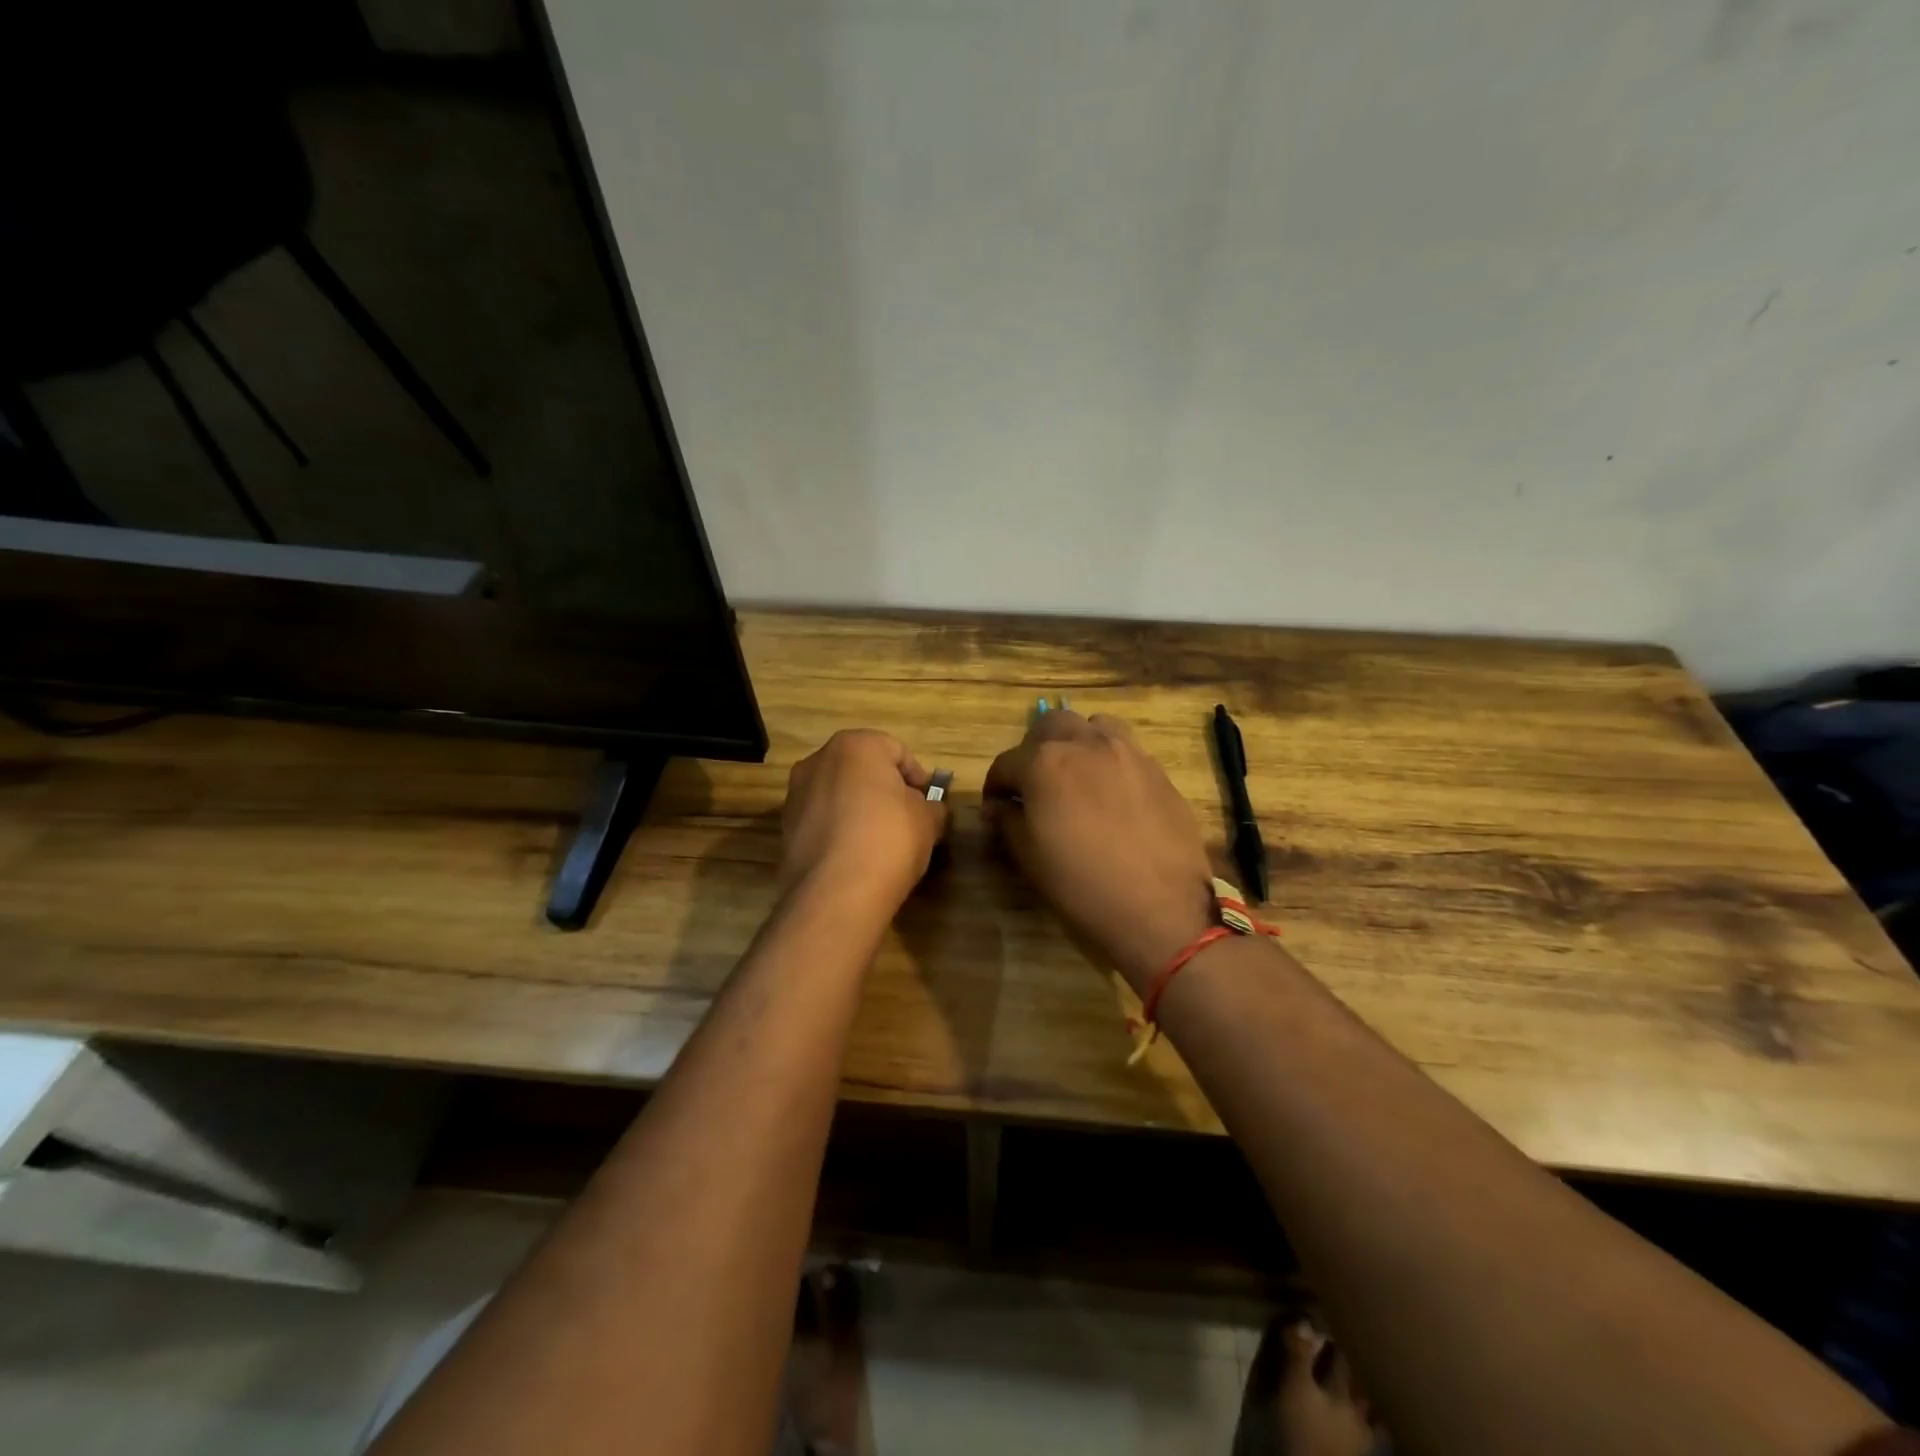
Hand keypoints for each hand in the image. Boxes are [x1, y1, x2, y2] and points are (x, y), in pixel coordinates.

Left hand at [780, 729, 950, 914]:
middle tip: (906, 818)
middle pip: (862, 769)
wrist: (836, 892)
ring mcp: (796, 793)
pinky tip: (855, 855)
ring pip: (838, 794)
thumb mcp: (928, 820)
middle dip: (884, 789)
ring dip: (858, 809)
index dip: (917, 777)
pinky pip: (822, 820)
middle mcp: (818, 760)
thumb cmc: (889, 839)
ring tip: (879, 840)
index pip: (896, 751)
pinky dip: (838, 830)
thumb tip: (927, 809)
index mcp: (855, 746)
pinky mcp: (785, 827)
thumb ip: (931, 806)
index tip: (928, 803)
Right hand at [983, 710, 1216, 991]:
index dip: (995, 786)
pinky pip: (1126, 749)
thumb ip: (1008, 820)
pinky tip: (1111, 793)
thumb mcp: (1030, 857)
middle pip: (1050, 726)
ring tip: (1076, 775)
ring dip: (1076, 743)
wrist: (1160, 909)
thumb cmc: (1082, 886)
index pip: (1006, 763)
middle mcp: (1085, 744)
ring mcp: (1127, 752)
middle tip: (1034, 784)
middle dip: (1034, 750)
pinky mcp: (1157, 769)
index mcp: (1044, 763)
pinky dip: (1109, 759)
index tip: (995, 807)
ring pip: (1093, 726)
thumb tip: (1000, 806)